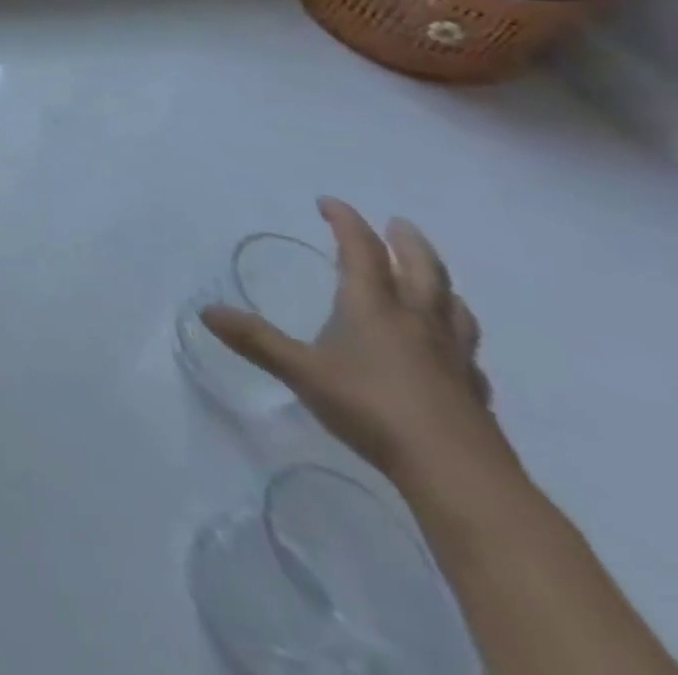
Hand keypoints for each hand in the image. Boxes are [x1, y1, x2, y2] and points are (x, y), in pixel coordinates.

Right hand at [202, 197, 506, 483]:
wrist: (457, 475)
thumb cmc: (371, 409)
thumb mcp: (301, 371)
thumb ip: (255, 340)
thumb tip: (205, 310)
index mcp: (373, 307)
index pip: (361, 251)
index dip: (346, 222)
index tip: (329, 202)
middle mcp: (415, 321)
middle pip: (421, 270)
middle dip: (407, 242)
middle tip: (398, 223)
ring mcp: (452, 357)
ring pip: (452, 306)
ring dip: (440, 283)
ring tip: (432, 277)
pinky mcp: (473, 391)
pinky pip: (467, 351)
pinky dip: (458, 337)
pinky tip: (453, 351)